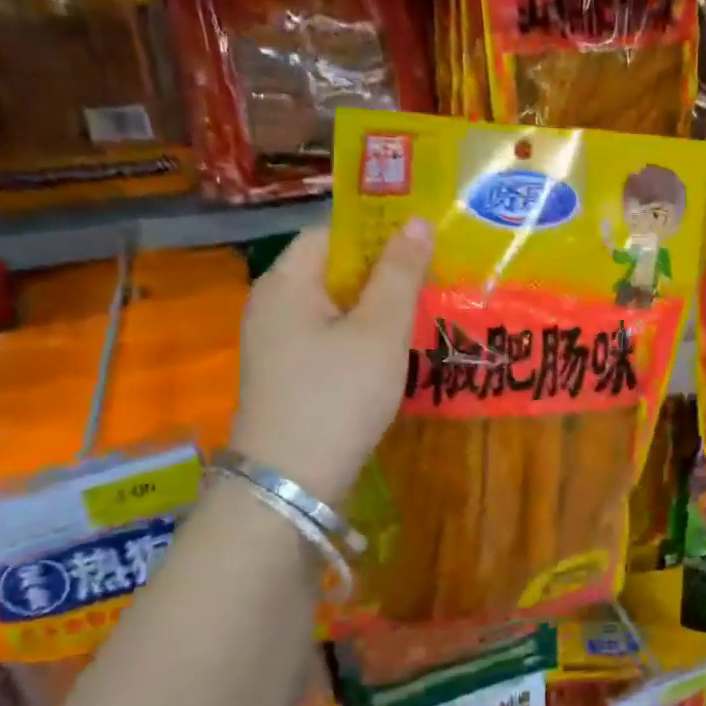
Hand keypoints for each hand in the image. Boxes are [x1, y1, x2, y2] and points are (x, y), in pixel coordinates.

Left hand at [229, 220, 432, 506]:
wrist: (291, 484)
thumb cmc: (337, 395)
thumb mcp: (379, 330)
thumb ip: (400, 274)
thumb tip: (418, 221)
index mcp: (286, 283)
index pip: (330, 233)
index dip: (376, 232)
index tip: (421, 244)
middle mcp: (273, 306)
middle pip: (332, 271)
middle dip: (383, 273)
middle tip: (432, 280)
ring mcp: (277, 345)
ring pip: (335, 308)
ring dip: (377, 308)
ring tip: (422, 314)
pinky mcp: (288, 377)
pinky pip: (330, 340)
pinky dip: (362, 339)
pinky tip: (393, 354)